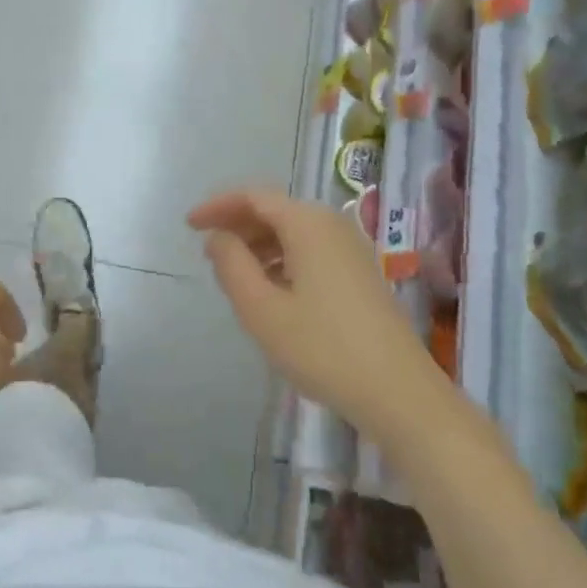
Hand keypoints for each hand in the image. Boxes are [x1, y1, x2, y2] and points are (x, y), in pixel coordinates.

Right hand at [189, 188, 450, 449]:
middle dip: (237, 225)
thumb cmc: (322, 347)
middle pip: (275, 210)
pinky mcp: (361, 272)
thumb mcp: (261, 309)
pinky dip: (282, 258)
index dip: (217, 206)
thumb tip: (218, 237)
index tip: (189, 225)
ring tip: (233, 274)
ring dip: (259, 244)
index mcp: (307, 223)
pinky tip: (270, 290)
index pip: (253, 196)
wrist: (398, 391)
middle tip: (207, 252)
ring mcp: (351, 248)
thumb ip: (232, 264)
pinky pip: (311, 250)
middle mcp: (332, 224)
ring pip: (294, 231)